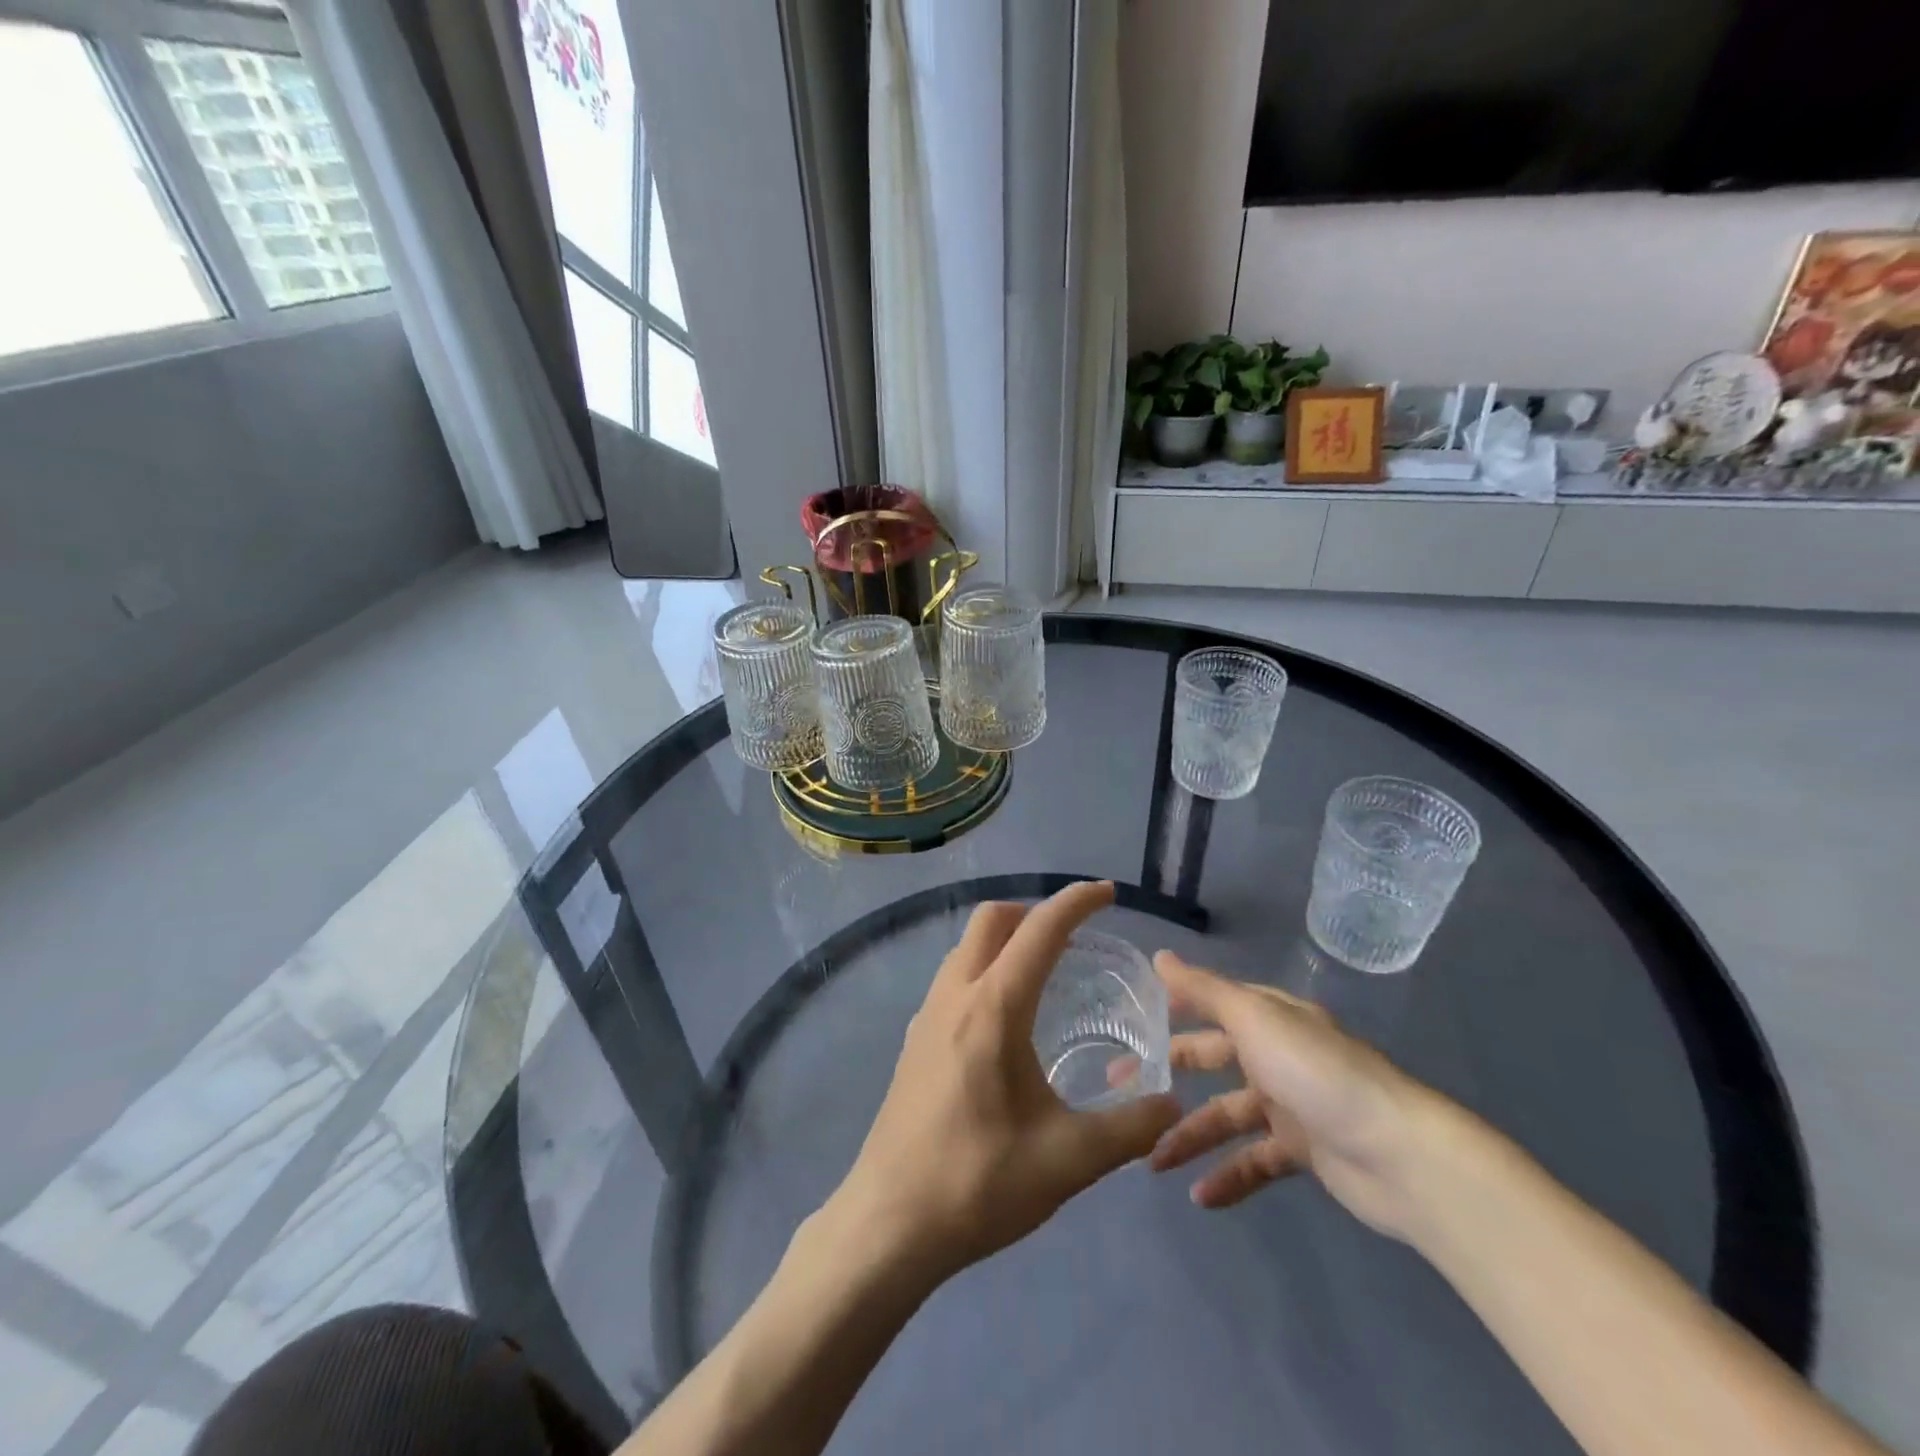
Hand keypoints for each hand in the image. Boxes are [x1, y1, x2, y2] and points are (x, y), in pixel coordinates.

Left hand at [832, 882, 1180, 1283]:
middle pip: (992, 920)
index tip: (1108, 892)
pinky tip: (1005, 1019)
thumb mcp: (1069, 1159)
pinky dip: (985, 969)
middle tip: (1074, 937)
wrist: (890, 1222)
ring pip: (967, 947)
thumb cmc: (979, 1182)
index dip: (1076, 902)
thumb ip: (1130, 1127)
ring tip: (1044, 972)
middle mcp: (955, 995)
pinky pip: (954, 978)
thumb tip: (1169, 1102)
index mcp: (994, 1007)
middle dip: (1035, 912)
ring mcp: (927, 1015)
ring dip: (1005, 940)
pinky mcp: (914, 1040)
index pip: (1040, 930)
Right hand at [1150, 951, 1443, 1240]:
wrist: (1399, 1154)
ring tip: (1152, 1161)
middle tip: (1120, 1090)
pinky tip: (1200, 1197)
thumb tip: (1158, 956)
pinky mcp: (1303, 1151)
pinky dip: (1228, 1176)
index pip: (1209, 1004)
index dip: (1170, 1009)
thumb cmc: (1316, 1072)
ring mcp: (1289, 1103)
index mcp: (1268, 1017)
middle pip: (1210, 1059)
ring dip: (1191, 1136)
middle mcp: (1276, 1053)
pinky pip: (1254, 1160)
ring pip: (1226, 1115)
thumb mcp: (1253, 1019)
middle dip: (1167, 1074)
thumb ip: (1203, 990)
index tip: (1128, 1021)